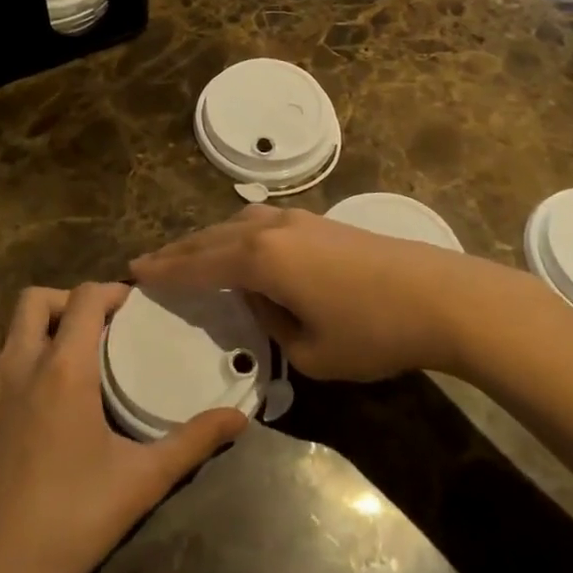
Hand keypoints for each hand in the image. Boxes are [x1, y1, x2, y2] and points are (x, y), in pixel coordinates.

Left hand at [0, 282, 247, 572]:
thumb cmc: (69, 522)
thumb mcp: (141, 481)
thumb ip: (193, 442)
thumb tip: (238, 418)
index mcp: (62, 368)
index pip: (84, 298)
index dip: (112, 291)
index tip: (136, 306)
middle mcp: (18, 365)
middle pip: (35, 299)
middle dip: (69, 299)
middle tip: (101, 326)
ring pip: (10, 329)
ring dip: (41, 326)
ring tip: (74, 356)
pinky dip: (21, 357)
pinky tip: (42, 398)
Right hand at [132, 204, 551, 380]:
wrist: (439, 295)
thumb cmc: (372, 331)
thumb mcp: (311, 353)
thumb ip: (273, 327)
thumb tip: (264, 304)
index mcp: (261, 258)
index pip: (198, 265)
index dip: (164, 271)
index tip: (133, 273)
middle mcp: (271, 228)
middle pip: (212, 238)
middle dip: (179, 252)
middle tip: (148, 264)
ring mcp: (299, 219)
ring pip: (237, 224)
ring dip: (209, 240)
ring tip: (190, 256)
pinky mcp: (321, 221)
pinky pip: (262, 223)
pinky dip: (238, 235)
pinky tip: (243, 248)